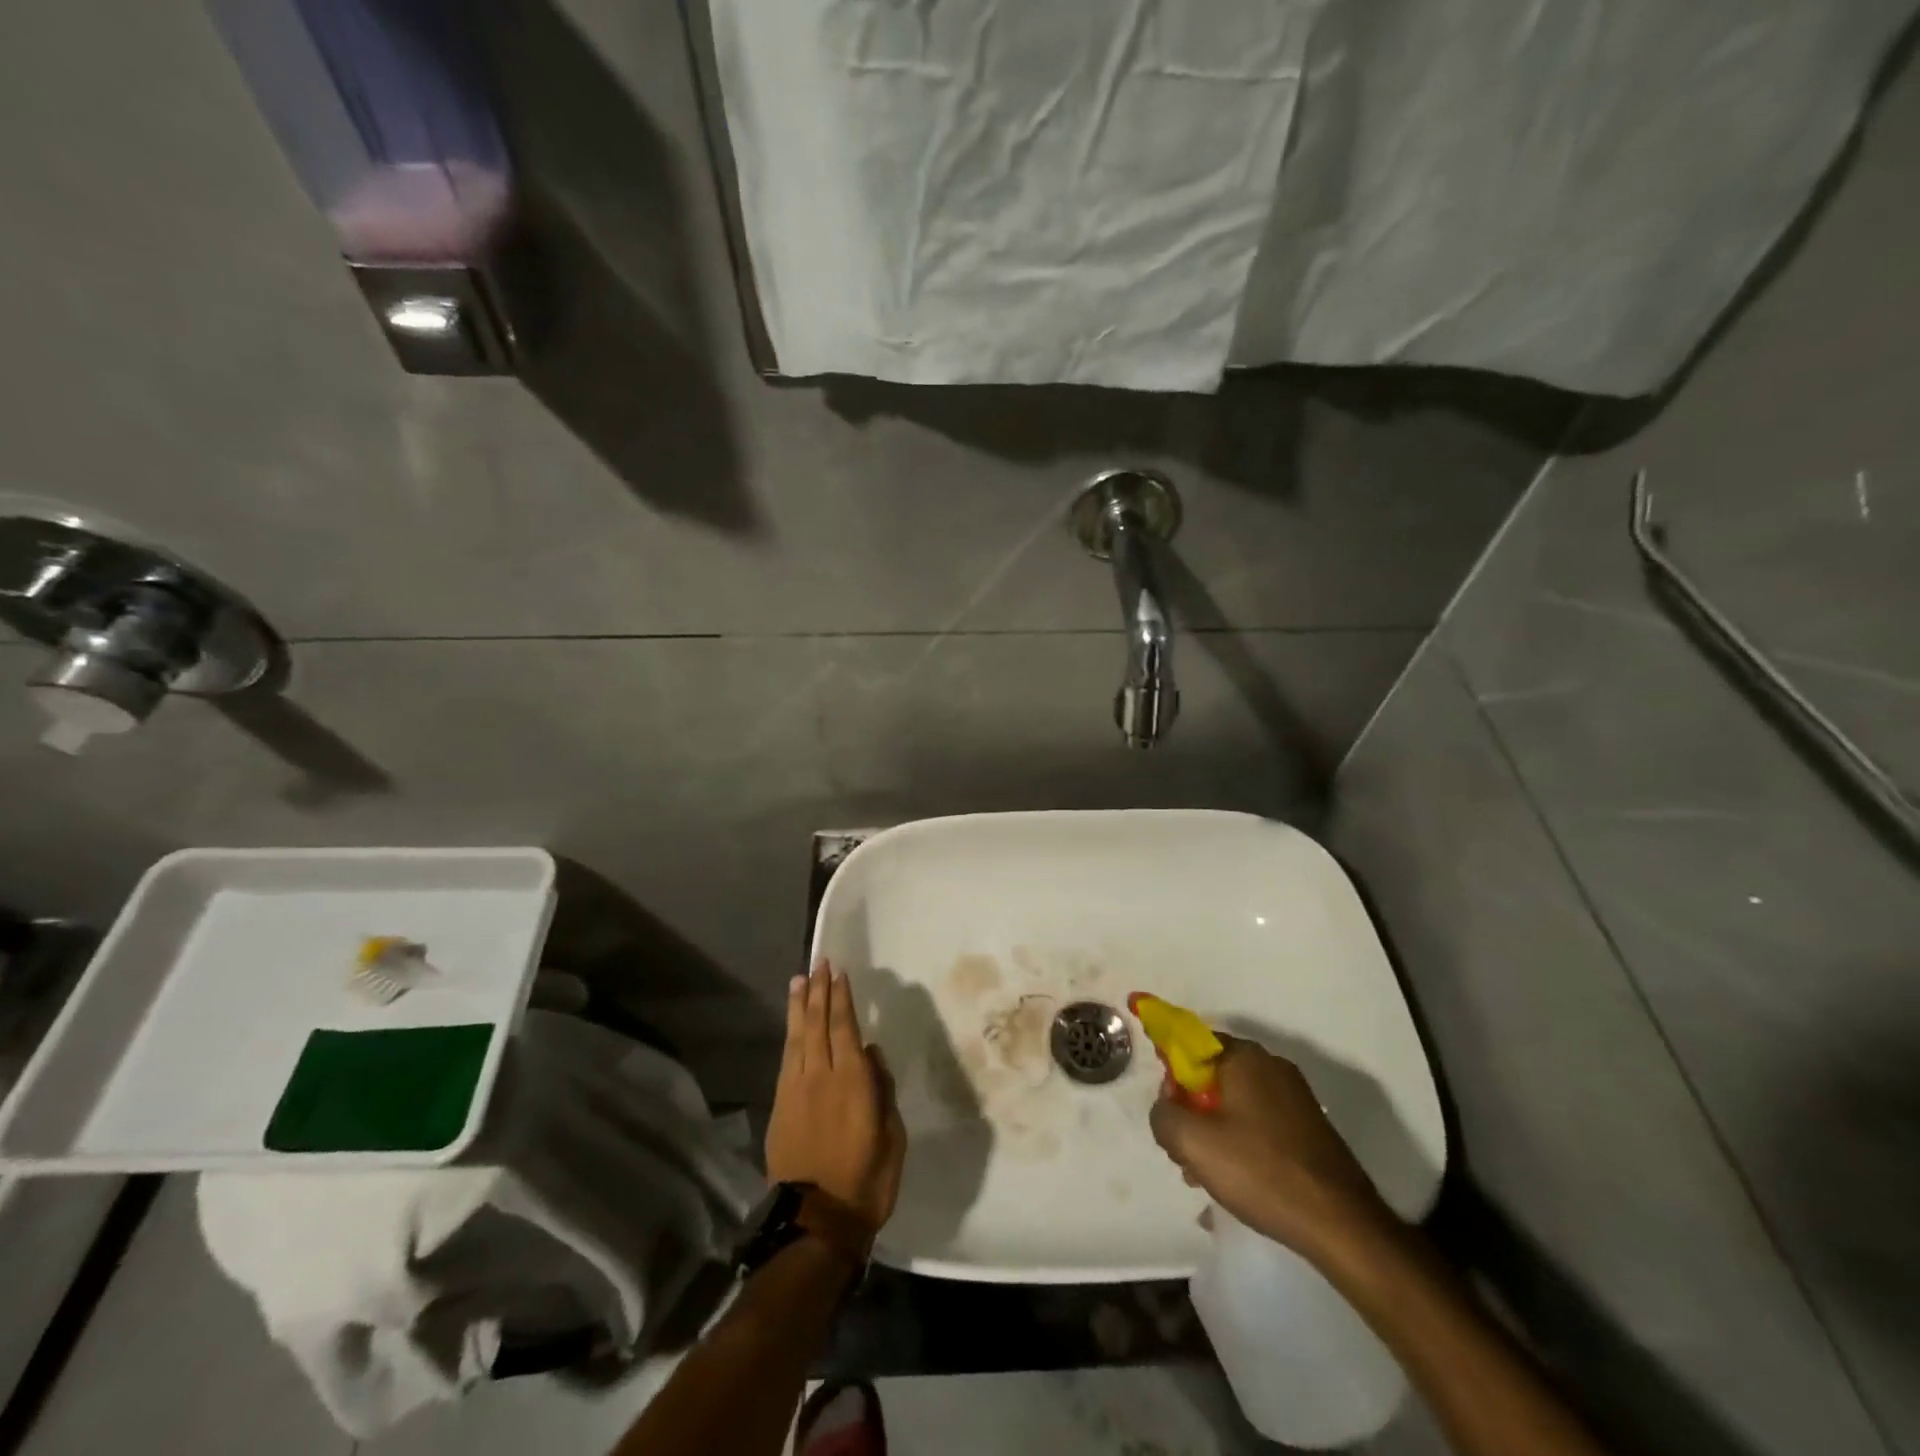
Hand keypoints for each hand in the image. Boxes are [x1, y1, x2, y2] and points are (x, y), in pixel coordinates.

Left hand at [764, 964, 906, 1236]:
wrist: (817, 1220)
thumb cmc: (867, 1179)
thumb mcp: (892, 1135)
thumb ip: (882, 1089)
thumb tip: (871, 1054)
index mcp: (853, 1081)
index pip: (845, 1026)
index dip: (842, 997)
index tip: (839, 973)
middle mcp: (822, 1075)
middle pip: (819, 1023)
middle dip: (819, 991)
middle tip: (819, 964)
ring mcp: (797, 1089)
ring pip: (798, 1037)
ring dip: (800, 1006)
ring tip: (800, 980)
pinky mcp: (781, 1105)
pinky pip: (786, 1059)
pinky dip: (790, 1035)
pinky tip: (792, 1024)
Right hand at [1149, 1036, 1390, 1262]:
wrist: (1343, 1224)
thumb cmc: (1261, 1170)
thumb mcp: (1192, 1142)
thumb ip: (1163, 1115)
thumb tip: (1165, 1109)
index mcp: (1244, 1057)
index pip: (1191, 1044)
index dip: (1171, 1074)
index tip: (1168, 1110)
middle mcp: (1271, 1066)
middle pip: (1213, 1077)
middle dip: (1192, 1111)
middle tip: (1185, 1153)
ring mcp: (1295, 1098)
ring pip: (1236, 1105)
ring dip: (1214, 1133)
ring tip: (1207, 1178)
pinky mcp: (1310, 1129)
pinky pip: (1260, 1125)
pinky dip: (1242, 1145)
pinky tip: (1237, 1185)